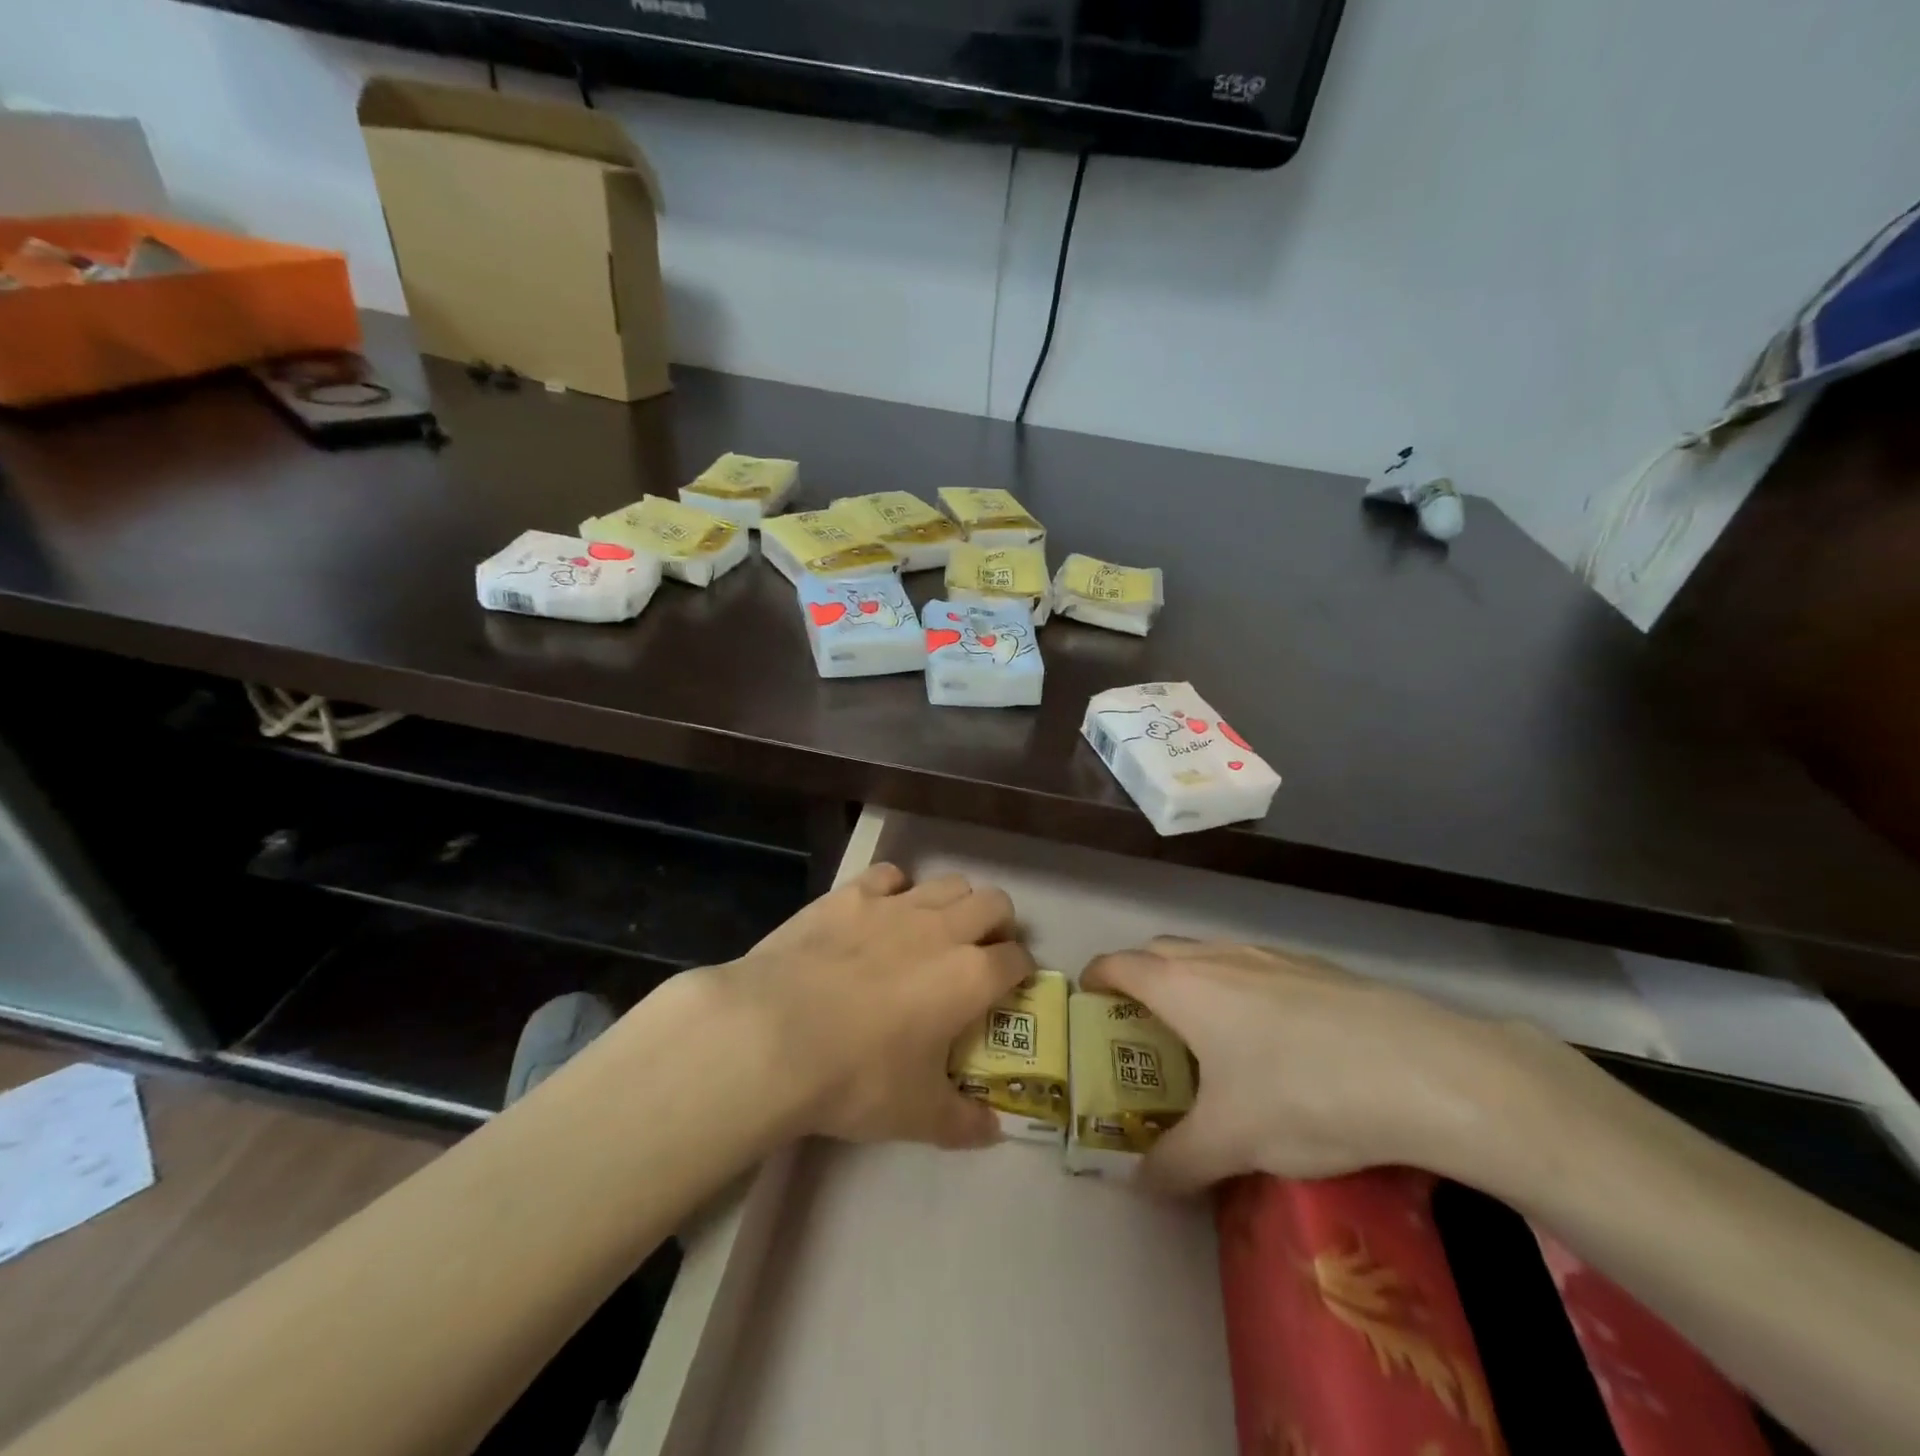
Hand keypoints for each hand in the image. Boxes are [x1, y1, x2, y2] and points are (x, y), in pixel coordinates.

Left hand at [712, 863, 1034, 1149]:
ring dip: (954, 903)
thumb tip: (994, 1131)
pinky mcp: (851, 894)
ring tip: (934, 931)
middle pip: (995, 903)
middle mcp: (943, 929)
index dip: (1021, 972)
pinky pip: (890, 875)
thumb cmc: (856, 1079)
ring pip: (949, 883)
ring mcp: (896, 905)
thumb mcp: (916, 1115)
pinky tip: (880, 914)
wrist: (774, 1036)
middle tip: (980, 953)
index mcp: (971, 977)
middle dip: (998, 925)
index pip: (1018, 959)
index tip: (1011, 989)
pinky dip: (896, 890)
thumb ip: (963, 1122)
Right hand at [1083, 938, 1579, 1194]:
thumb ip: (1176, 1163)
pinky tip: (1275, 1038)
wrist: (1421, 1069)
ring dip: (1192, 981)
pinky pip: (1254, 966)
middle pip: (1159, 951)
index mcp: (1181, 986)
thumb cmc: (1302, 1094)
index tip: (1089, 1002)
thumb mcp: (1231, 1142)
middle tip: (1144, 1028)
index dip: (1096, 978)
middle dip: (1140, 979)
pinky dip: (1239, 987)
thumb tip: (1141, 1183)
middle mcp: (1216, 957)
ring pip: (1209, 955)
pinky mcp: (1313, 966)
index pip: (1118, 964)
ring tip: (1208, 1034)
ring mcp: (1268, 955)